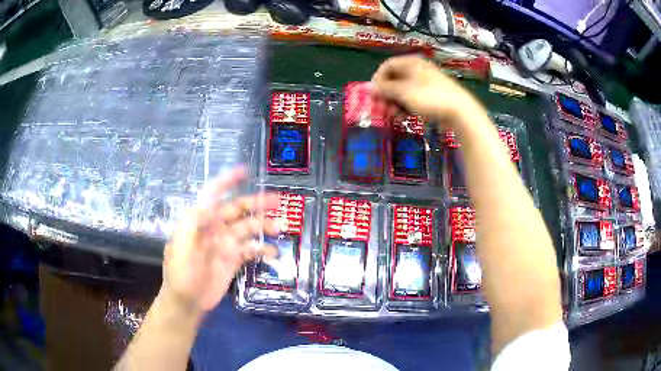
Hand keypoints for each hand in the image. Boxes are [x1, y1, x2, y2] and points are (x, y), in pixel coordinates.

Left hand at [159, 167, 279, 317]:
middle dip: (256, 203)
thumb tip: (209, 207)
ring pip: (248, 228)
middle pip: (237, 209)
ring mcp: (225, 244)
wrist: (187, 302)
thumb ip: (194, 227)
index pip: (213, 195)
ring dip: (264, 226)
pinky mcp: (233, 259)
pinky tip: (273, 254)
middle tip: (278, 201)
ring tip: (280, 228)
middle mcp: (214, 228)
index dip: (227, 181)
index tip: (245, 172)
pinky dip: (263, 249)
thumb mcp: (182, 250)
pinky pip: (251, 249)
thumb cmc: (181, 275)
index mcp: (199, 221)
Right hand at [372, 55, 483, 126]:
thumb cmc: (430, 97)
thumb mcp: (404, 93)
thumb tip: (367, 87)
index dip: (377, 80)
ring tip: (393, 116)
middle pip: (394, 79)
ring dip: (394, 103)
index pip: (387, 66)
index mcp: (411, 62)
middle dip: (386, 95)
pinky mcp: (432, 95)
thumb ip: (384, 89)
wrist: (460, 111)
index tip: (374, 95)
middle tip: (381, 109)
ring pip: (403, 91)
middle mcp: (417, 69)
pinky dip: (406, 106)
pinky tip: (404, 117)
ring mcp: (425, 83)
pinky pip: (413, 98)